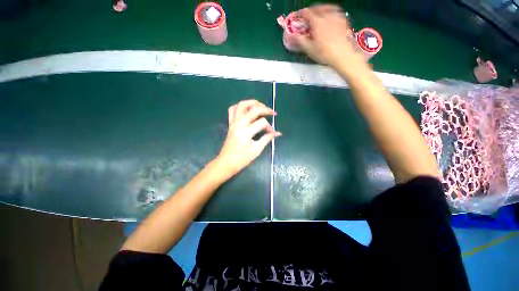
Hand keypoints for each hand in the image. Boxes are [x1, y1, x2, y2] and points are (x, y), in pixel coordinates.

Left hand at [216, 100, 280, 175]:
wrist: (226, 163)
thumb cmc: (241, 159)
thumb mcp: (256, 150)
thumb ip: (267, 139)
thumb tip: (277, 133)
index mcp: (246, 132)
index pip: (262, 123)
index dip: (270, 127)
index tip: (272, 133)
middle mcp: (239, 124)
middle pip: (253, 109)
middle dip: (265, 109)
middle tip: (272, 112)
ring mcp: (233, 123)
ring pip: (241, 105)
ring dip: (252, 102)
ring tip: (260, 105)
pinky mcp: (230, 124)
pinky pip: (233, 110)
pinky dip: (240, 106)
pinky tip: (247, 109)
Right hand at [295, 5, 363, 67]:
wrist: (343, 54)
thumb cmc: (325, 53)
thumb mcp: (309, 49)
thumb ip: (300, 41)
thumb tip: (291, 36)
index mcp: (317, 22)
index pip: (306, 13)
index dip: (300, 14)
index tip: (297, 17)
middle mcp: (327, 16)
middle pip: (317, 8)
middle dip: (310, 11)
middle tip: (307, 16)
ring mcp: (337, 17)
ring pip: (328, 8)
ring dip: (321, 9)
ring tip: (318, 14)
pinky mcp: (344, 21)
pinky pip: (336, 12)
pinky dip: (330, 13)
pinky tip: (330, 18)